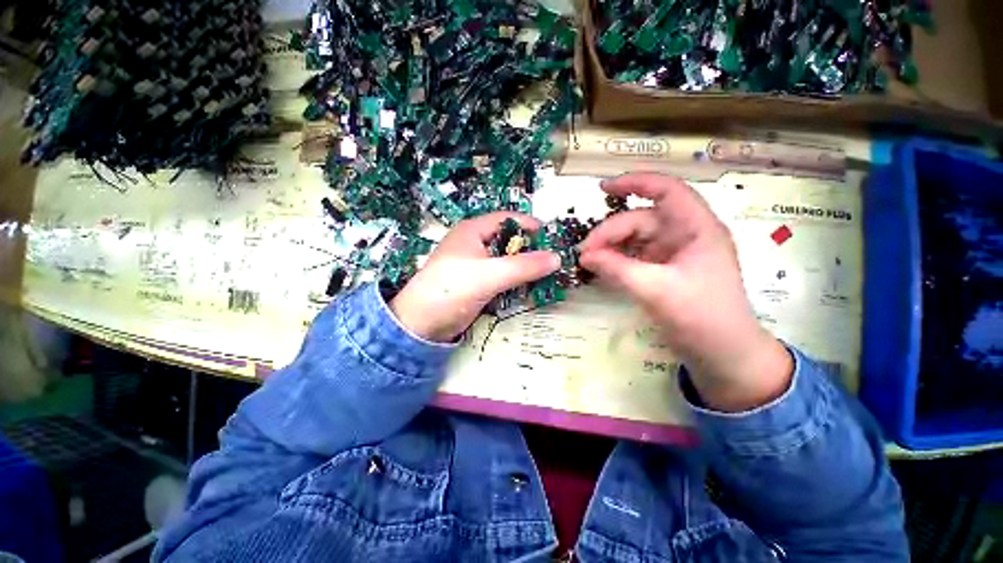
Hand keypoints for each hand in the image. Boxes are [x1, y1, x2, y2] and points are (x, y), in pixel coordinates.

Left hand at [390, 212, 560, 342]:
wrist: (421, 323)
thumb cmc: (452, 289)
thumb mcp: (490, 275)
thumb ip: (525, 266)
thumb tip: (557, 258)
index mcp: (472, 231)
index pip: (508, 219)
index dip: (530, 225)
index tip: (553, 238)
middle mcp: (473, 243)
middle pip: (508, 240)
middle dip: (530, 249)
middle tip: (554, 261)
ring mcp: (473, 266)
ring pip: (506, 261)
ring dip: (524, 268)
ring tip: (547, 277)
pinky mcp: (473, 286)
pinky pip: (500, 279)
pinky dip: (514, 283)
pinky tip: (529, 291)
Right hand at [578, 173, 792, 411]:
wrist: (727, 358)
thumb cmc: (703, 318)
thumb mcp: (659, 292)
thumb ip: (620, 271)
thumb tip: (584, 256)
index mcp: (699, 227)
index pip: (667, 189)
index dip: (635, 182)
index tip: (603, 189)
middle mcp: (692, 235)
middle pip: (649, 218)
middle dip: (616, 230)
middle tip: (586, 252)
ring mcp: (685, 256)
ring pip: (645, 240)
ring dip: (619, 247)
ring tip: (591, 262)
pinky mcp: (678, 276)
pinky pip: (648, 260)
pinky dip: (627, 263)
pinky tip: (608, 272)